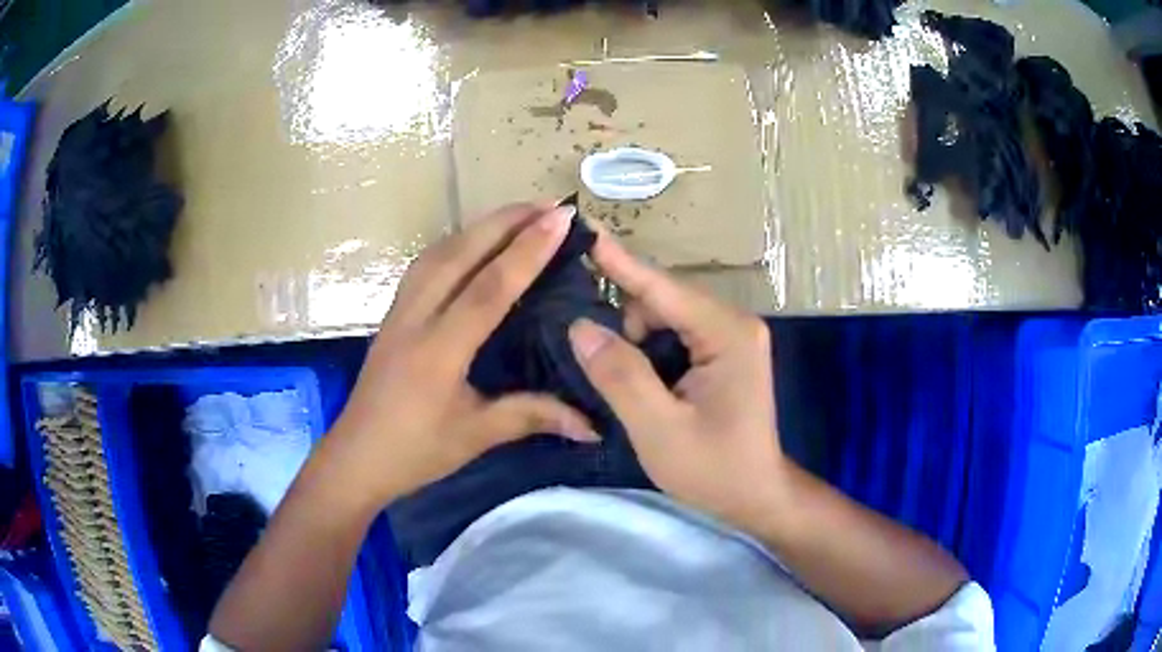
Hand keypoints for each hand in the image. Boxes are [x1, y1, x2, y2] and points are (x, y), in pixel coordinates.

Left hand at [323, 203, 597, 509]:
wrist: (356, 458)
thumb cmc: (415, 452)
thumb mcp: (476, 436)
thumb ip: (533, 416)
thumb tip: (592, 423)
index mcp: (439, 350)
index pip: (489, 287)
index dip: (528, 250)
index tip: (561, 219)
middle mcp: (415, 318)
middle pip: (460, 253)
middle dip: (505, 221)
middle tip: (548, 204)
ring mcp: (398, 312)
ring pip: (438, 253)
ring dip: (478, 227)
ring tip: (517, 215)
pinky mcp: (392, 316)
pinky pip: (424, 265)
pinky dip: (454, 244)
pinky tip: (471, 244)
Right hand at [568, 225, 785, 528]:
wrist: (756, 495)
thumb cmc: (714, 469)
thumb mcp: (658, 429)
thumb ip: (620, 375)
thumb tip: (580, 326)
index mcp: (726, 333)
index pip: (661, 287)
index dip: (618, 261)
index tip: (583, 228)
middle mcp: (733, 322)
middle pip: (662, 300)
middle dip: (627, 324)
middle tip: (602, 367)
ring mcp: (732, 335)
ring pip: (665, 316)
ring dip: (637, 342)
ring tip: (629, 386)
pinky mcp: (725, 351)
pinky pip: (676, 333)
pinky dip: (651, 350)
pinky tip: (644, 381)